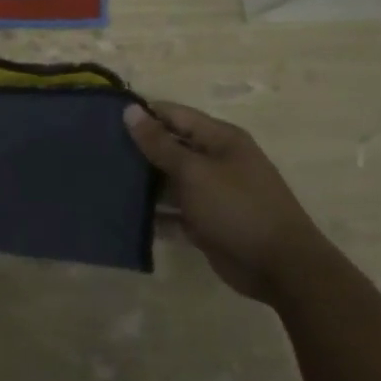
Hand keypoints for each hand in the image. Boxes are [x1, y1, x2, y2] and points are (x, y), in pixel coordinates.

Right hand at [123, 101, 323, 300]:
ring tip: (104, 179)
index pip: (174, 114)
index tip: (104, 119)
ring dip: (143, 182)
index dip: (143, 114)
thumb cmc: (238, 208)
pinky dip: (154, 213)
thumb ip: (160, 144)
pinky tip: (124, 213)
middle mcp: (216, 160)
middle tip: (98, 151)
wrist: (282, 269)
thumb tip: (130, 110)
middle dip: (138, 149)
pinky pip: (174, 211)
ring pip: (169, 180)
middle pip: (170, 146)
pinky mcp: (206, 222)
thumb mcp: (195, 172)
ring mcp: (212, 193)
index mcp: (220, 139)